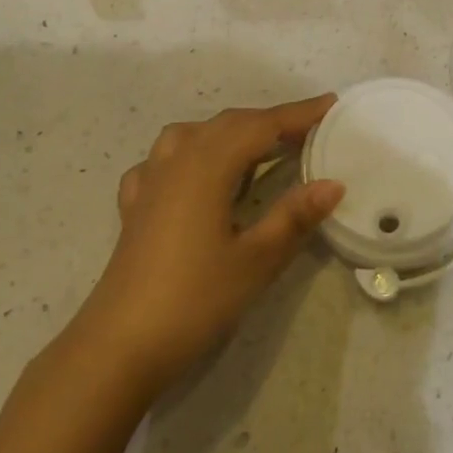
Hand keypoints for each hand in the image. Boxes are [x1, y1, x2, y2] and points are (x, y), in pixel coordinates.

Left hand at [73, 96, 343, 396]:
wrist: (119, 347)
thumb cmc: (194, 300)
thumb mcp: (256, 260)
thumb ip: (294, 216)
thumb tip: (333, 184)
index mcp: (208, 166)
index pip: (261, 126)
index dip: (298, 114)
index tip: (331, 105)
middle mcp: (177, 160)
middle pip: (229, 124)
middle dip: (270, 121)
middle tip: (308, 131)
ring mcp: (150, 181)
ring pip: (194, 134)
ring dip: (230, 132)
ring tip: (257, 148)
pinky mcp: (135, 206)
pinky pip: (164, 161)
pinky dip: (190, 154)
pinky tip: (196, 176)